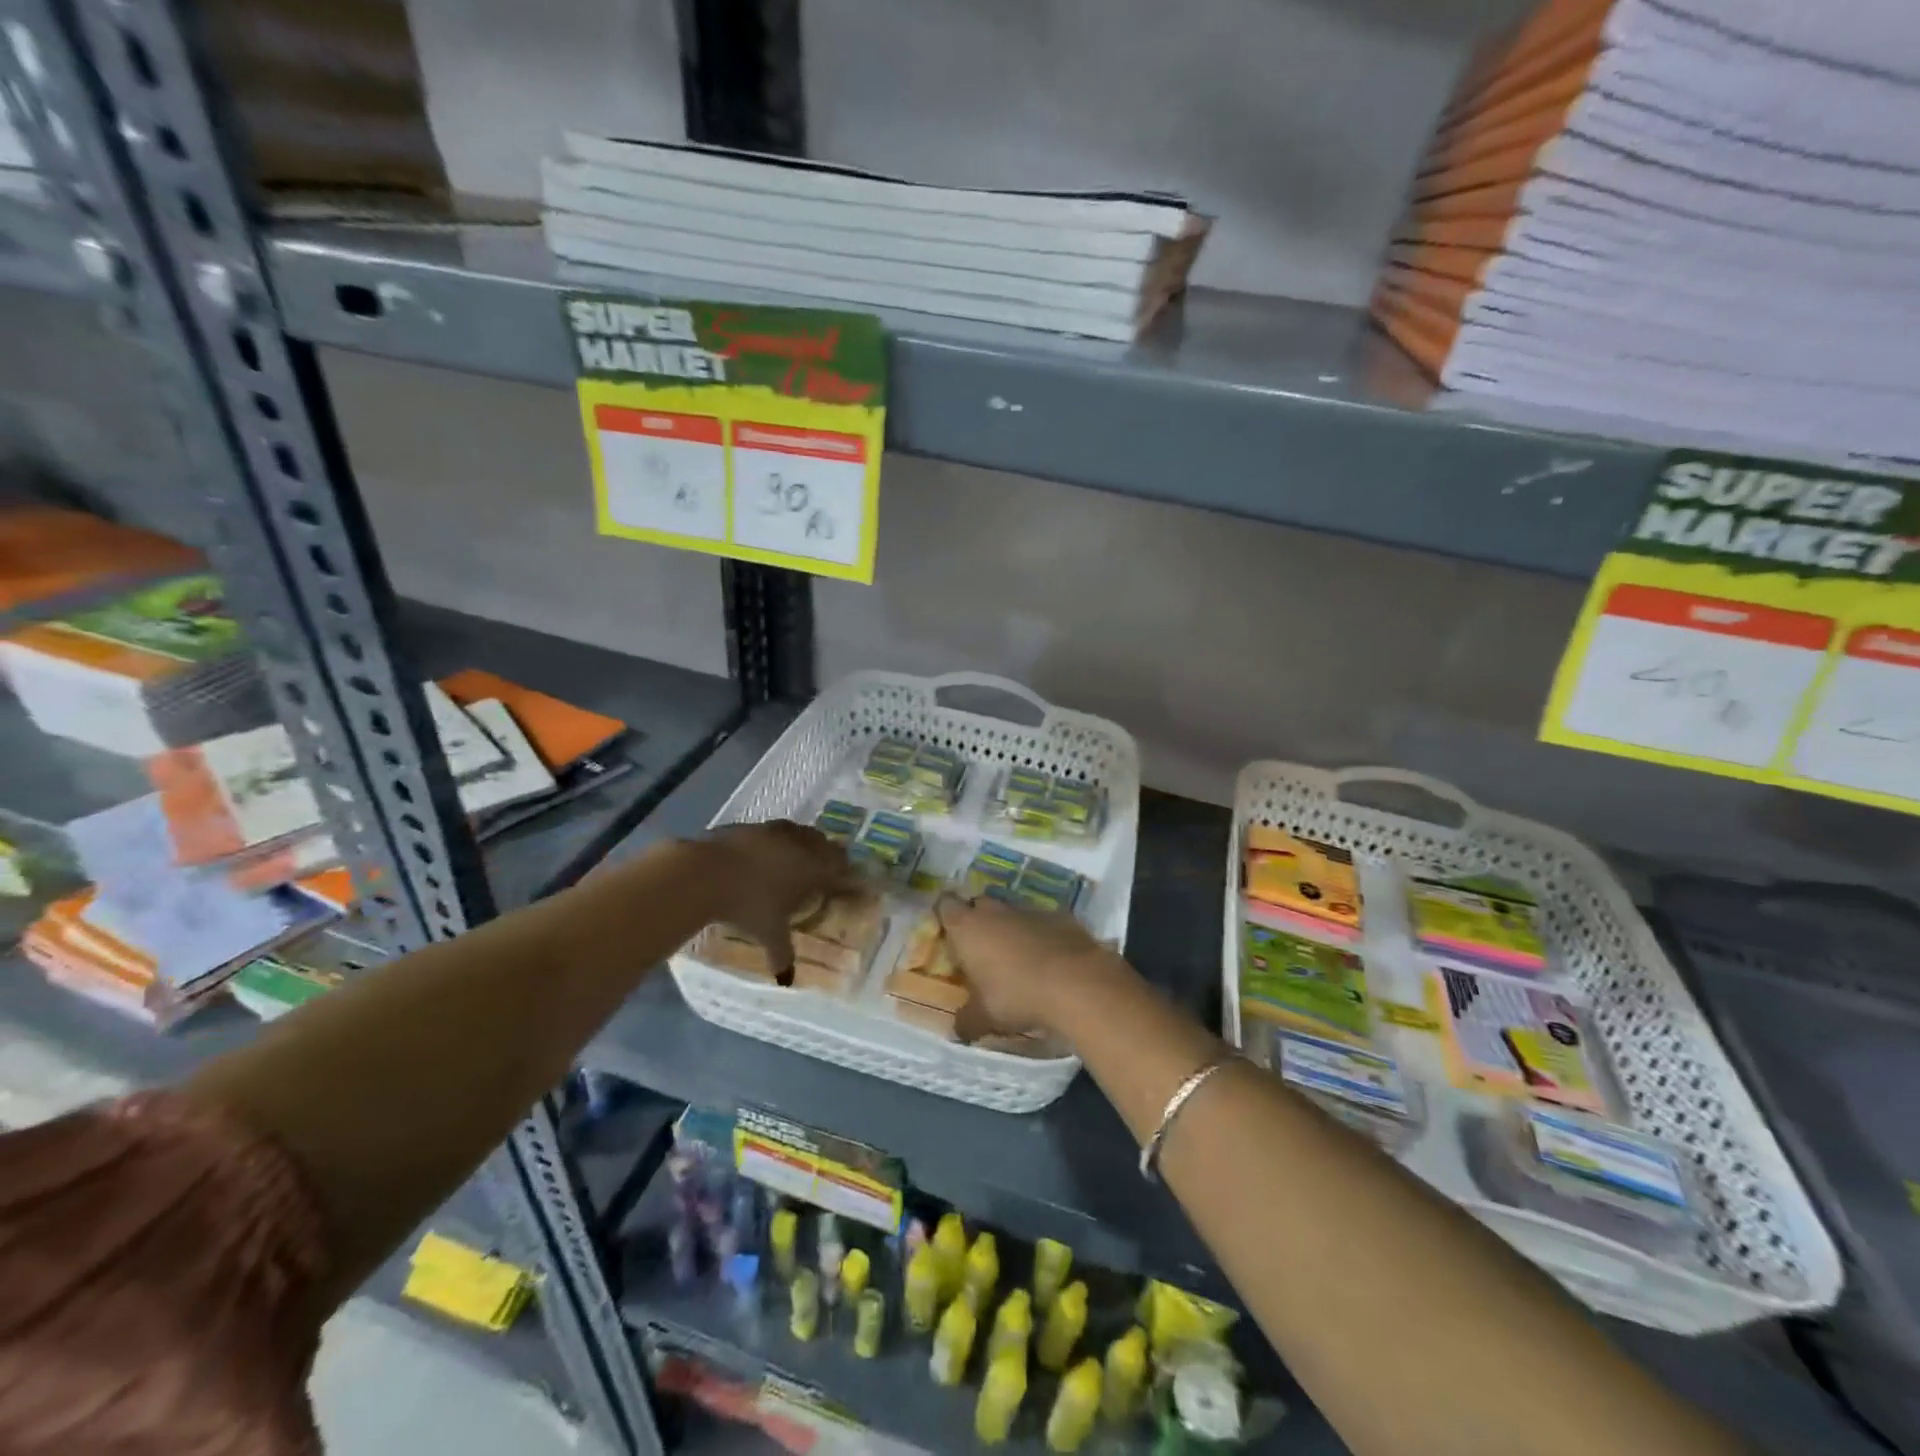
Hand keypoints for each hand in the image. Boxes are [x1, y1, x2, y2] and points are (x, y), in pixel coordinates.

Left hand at [695, 821, 856, 973]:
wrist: (705, 873)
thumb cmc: (747, 906)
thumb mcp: (768, 933)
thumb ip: (782, 953)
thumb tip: (787, 979)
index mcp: (813, 869)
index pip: (842, 871)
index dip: (850, 880)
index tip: (854, 887)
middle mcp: (800, 845)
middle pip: (827, 846)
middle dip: (832, 858)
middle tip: (829, 872)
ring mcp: (775, 832)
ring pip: (802, 833)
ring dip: (807, 844)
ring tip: (801, 858)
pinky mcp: (751, 826)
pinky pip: (775, 831)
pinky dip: (779, 841)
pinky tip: (768, 852)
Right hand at [935, 893, 1129, 1042]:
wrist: (1075, 982)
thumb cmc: (1016, 995)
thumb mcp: (983, 1017)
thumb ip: (966, 1020)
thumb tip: (958, 1029)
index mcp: (967, 927)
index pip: (946, 906)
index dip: (946, 917)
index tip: (949, 934)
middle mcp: (995, 911)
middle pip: (979, 905)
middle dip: (978, 922)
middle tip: (980, 950)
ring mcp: (1029, 910)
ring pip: (1012, 914)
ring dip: (1011, 930)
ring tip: (1017, 960)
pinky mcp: (1060, 917)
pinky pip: (1042, 923)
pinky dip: (1041, 937)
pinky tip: (1049, 961)